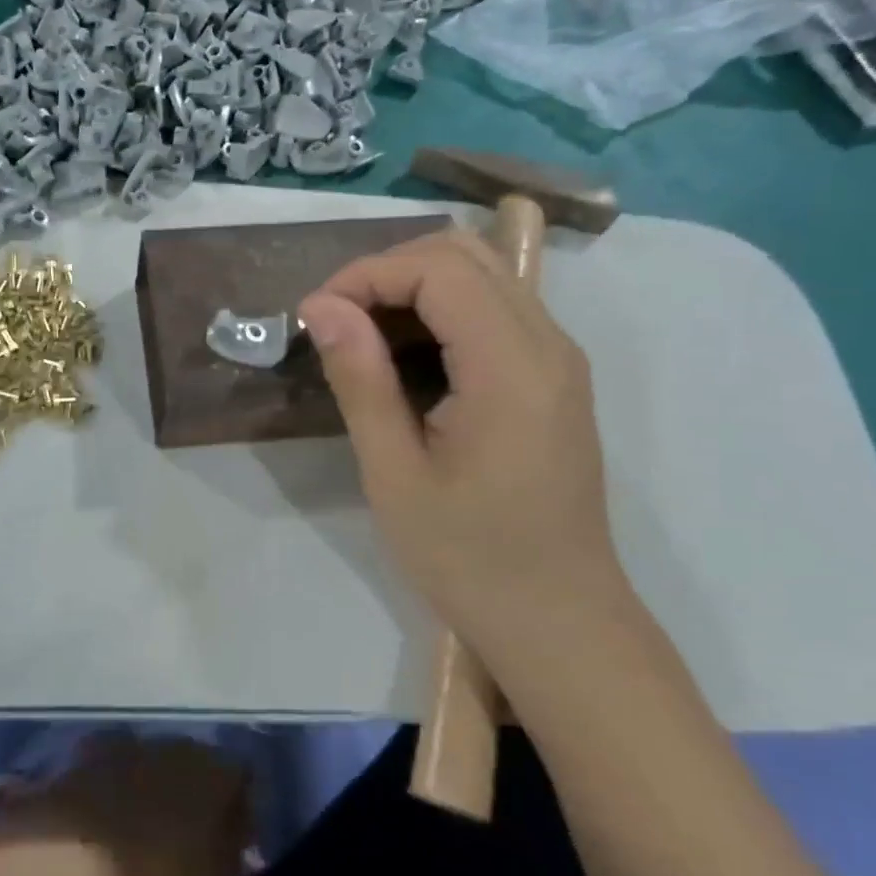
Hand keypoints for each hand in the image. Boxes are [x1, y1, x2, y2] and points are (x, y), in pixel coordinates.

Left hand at [0, 734, 251, 875]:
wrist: (73, 850)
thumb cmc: (154, 869)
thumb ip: (234, 855)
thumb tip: (247, 845)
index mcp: (217, 769)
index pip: (243, 777)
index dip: (241, 807)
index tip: (233, 840)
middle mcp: (181, 743)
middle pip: (201, 762)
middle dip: (198, 790)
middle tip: (189, 829)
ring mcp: (135, 740)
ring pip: (160, 758)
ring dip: (158, 781)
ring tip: (146, 819)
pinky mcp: (95, 748)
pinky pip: (120, 760)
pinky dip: (120, 777)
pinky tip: (110, 804)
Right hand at [299, 228, 633, 652]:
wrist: (557, 619)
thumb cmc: (469, 558)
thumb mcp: (395, 474)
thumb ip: (361, 380)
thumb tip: (321, 307)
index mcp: (512, 368)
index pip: (440, 270)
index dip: (368, 275)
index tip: (315, 317)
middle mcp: (549, 345)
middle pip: (466, 255)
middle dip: (388, 271)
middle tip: (335, 321)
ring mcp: (559, 359)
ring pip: (484, 276)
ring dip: (414, 288)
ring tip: (360, 337)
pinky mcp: (555, 378)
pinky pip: (497, 311)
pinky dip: (442, 312)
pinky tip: (405, 358)